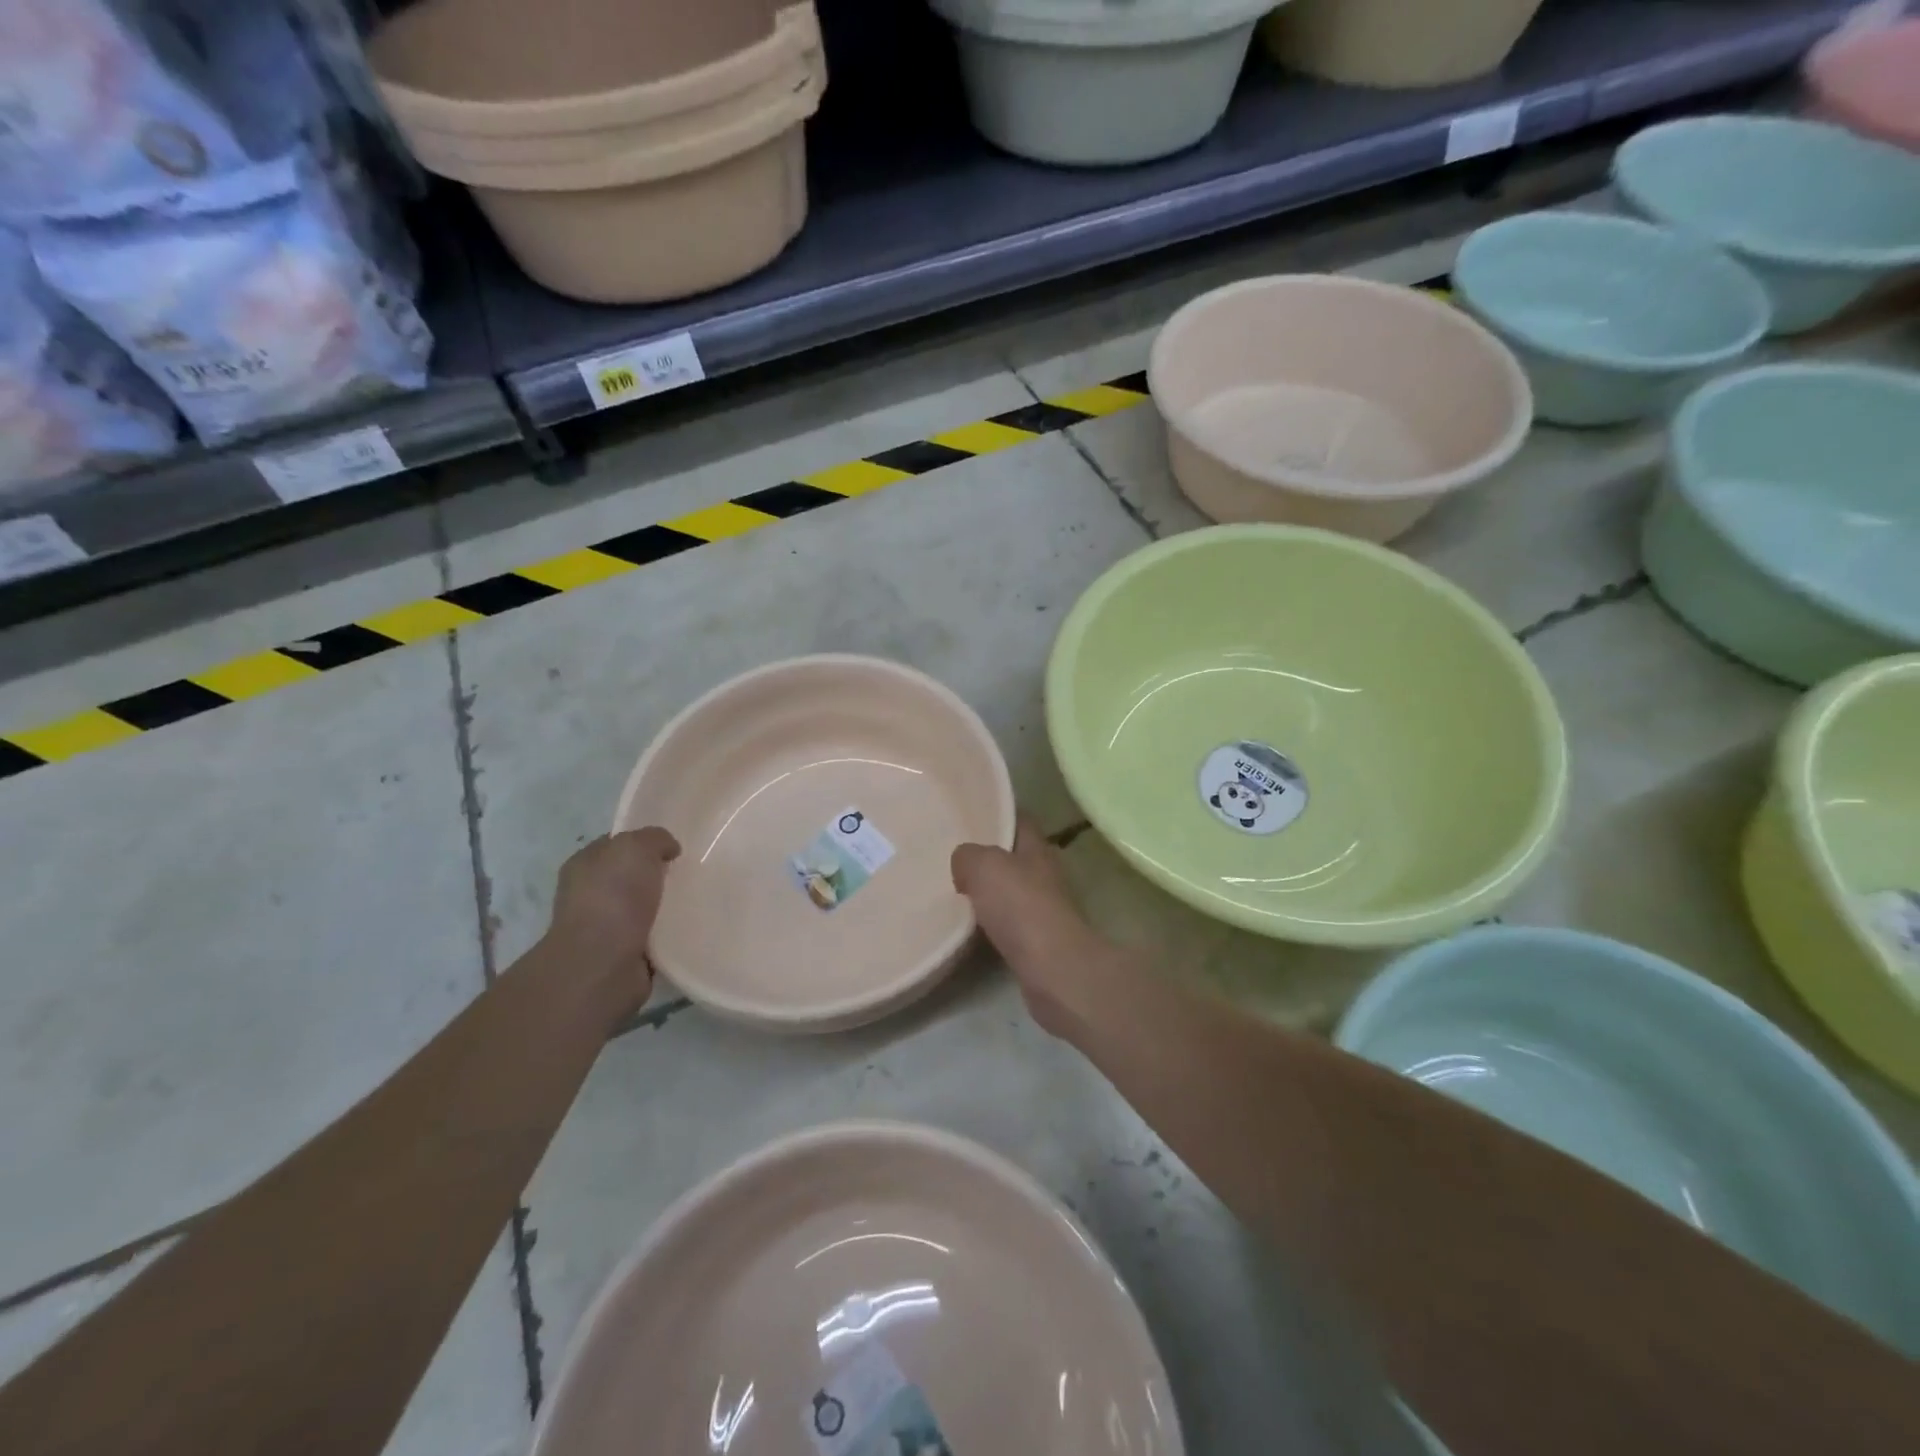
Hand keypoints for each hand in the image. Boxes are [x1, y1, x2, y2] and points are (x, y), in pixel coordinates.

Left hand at [548, 828, 679, 1006]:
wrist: (602, 963)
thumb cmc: (614, 896)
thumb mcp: (636, 847)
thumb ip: (655, 838)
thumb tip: (669, 850)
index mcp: (584, 864)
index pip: (616, 844)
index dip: (644, 842)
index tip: (674, 847)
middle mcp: (589, 895)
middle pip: (631, 877)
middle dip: (658, 875)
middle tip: (690, 873)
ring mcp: (604, 928)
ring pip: (643, 908)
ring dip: (665, 907)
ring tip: (696, 901)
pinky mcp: (623, 956)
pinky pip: (652, 936)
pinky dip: (668, 934)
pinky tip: (687, 928)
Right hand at [952, 818, 1103, 1037]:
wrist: (1052, 969)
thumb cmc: (1021, 907)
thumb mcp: (983, 866)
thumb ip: (968, 856)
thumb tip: (964, 863)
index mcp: (1038, 847)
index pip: (1019, 820)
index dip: (997, 814)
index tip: (970, 816)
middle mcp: (1045, 874)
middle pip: (1014, 857)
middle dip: (988, 856)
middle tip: (953, 857)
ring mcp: (1045, 909)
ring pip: (1011, 892)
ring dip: (988, 893)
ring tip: (954, 892)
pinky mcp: (1039, 943)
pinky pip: (1009, 925)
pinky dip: (991, 925)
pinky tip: (968, 928)